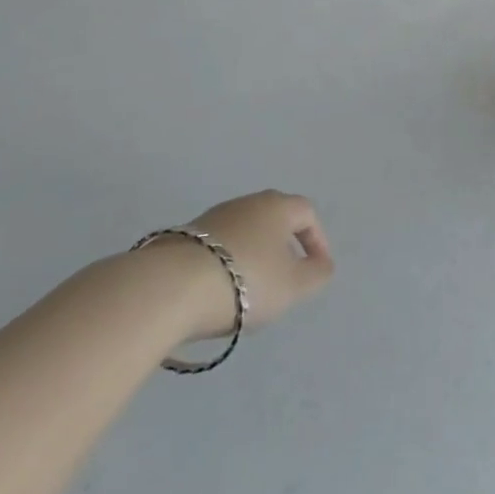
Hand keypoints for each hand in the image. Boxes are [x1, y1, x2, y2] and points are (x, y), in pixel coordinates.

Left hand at [157, 190, 334, 340]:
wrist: (171, 287)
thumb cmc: (246, 280)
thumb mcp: (293, 286)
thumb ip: (316, 274)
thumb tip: (322, 264)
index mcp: (277, 206)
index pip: (306, 213)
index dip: (317, 239)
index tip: (317, 268)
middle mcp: (246, 203)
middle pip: (273, 219)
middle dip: (284, 246)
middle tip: (286, 277)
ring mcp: (212, 217)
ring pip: (244, 232)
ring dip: (253, 255)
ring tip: (251, 290)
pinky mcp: (183, 237)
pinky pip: (217, 247)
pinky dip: (226, 264)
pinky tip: (219, 291)